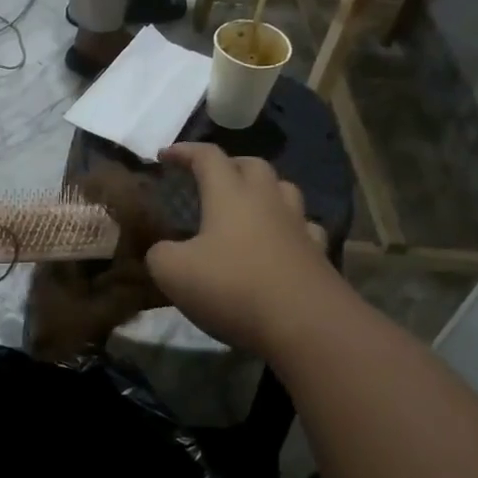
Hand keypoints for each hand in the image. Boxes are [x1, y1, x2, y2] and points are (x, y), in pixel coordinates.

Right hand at [145, 145, 344, 357]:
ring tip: (246, 204)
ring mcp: (298, 226)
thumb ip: (159, 254)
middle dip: (229, 165)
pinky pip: (304, 227)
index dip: (184, 152)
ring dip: (263, 190)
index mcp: (230, 195)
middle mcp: (267, 200)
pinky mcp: (318, 254)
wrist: (307, 325)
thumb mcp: (173, 272)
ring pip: (283, 190)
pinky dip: (289, 227)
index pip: (207, 157)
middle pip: (252, 165)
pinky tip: (280, 241)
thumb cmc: (234, 288)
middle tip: (209, 178)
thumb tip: (163, 251)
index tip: (164, 156)